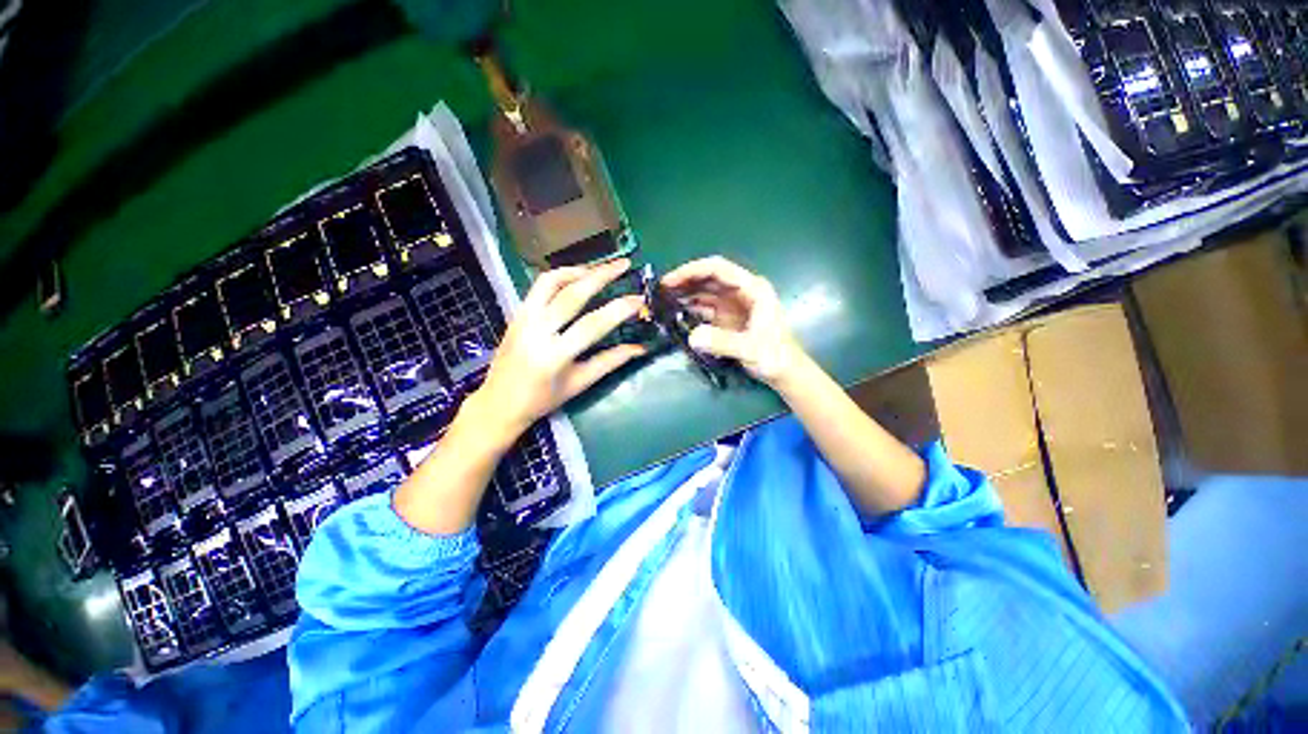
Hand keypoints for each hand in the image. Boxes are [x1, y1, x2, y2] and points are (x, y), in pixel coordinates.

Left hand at [473, 258, 645, 439]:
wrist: (499, 402)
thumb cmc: (543, 399)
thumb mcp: (580, 383)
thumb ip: (610, 362)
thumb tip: (640, 348)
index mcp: (554, 355)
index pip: (593, 325)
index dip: (619, 310)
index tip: (639, 299)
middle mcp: (536, 331)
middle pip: (572, 294)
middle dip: (601, 275)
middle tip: (624, 264)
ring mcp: (523, 319)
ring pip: (551, 282)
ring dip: (579, 270)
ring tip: (601, 267)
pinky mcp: (517, 313)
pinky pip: (540, 286)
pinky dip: (561, 276)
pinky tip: (577, 277)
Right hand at [661, 256, 805, 387]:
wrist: (784, 372)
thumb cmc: (775, 357)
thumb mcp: (751, 349)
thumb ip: (723, 342)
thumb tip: (693, 337)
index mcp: (752, 289)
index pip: (719, 269)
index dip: (693, 270)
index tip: (671, 280)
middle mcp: (740, 292)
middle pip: (708, 279)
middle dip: (685, 281)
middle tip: (661, 291)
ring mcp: (732, 305)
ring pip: (704, 293)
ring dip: (685, 294)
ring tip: (663, 301)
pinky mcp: (726, 319)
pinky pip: (704, 308)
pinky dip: (690, 309)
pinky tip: (675, 313)